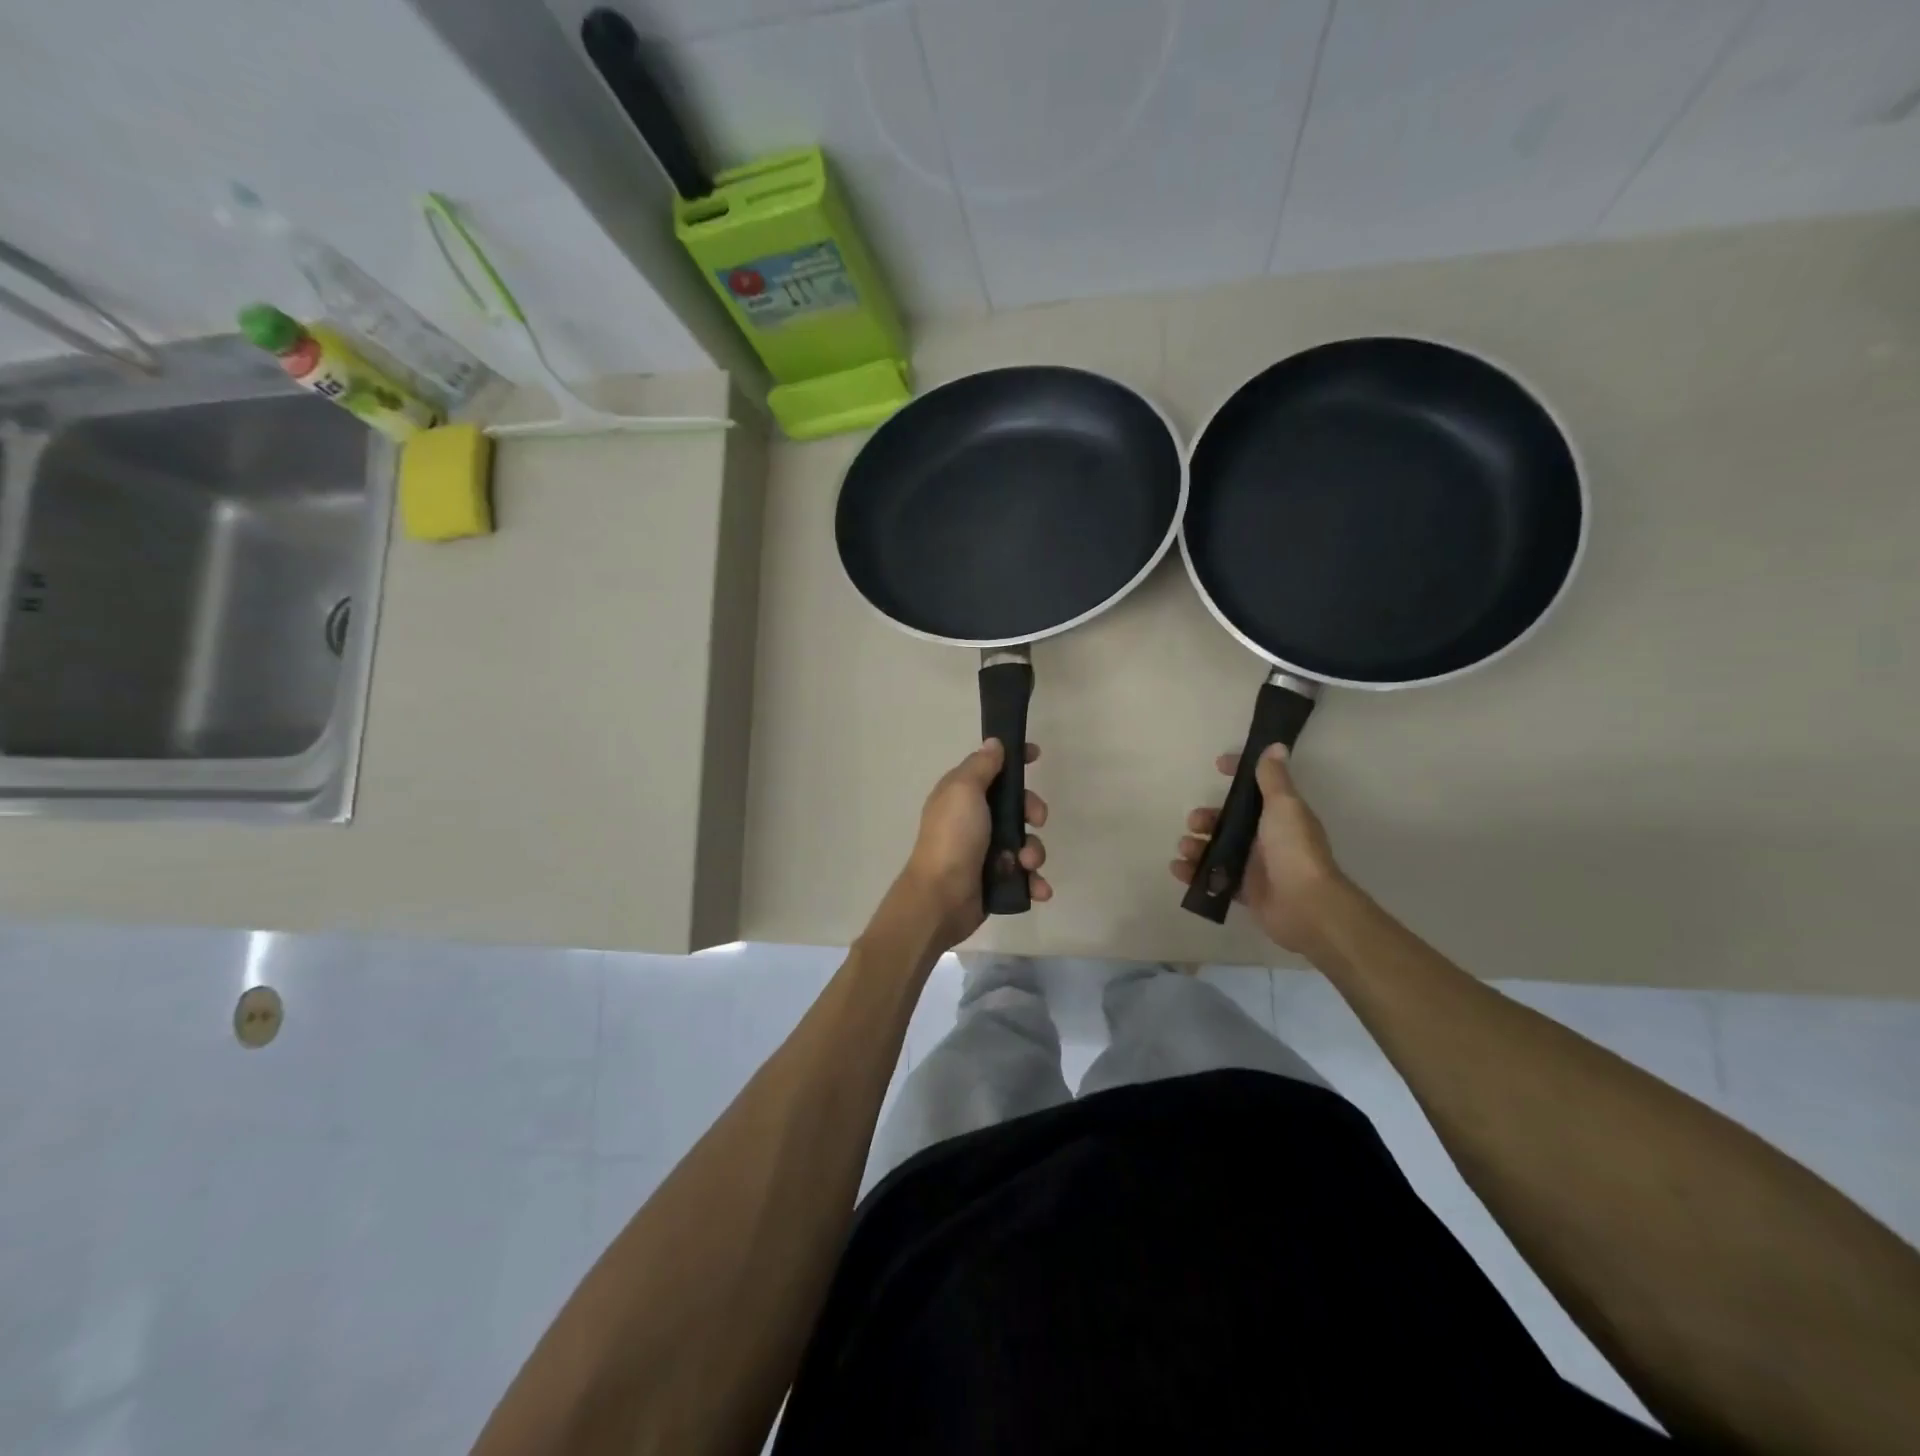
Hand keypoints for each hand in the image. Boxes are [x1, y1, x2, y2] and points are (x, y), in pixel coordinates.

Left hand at [891, 739, 1048, 953]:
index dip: (1015, 761)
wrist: (941, 898)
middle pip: (1016, 805)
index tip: (1036, 756)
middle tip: (1035, 821)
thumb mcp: (964, 790)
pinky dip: (1034, 881)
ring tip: (1026, 864)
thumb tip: (993, 743)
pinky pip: (1025, 875)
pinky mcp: (995, 880)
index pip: (992, 769)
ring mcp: (985, 852)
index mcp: (962, 795)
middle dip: (1032, 811)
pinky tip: (1037, 889)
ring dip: (1034, 852)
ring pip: (1025, 842)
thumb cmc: (953, 837)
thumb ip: (981, 766)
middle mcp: (973, 820)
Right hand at [1171, 743, 1345, 954]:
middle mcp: (1266, 837)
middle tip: (1195, 823)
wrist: (1305, 905)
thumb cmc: (1293, 849)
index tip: (1217, 766)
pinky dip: (1194, 874)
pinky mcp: (1244, 891)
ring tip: (1185, 849)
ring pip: (1218, 849)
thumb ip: (1273, 778)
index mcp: (1278, 814)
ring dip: (1197, 845)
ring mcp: (1254, 865)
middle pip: (1229, 821)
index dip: (1238, 774)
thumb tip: (1276, 745)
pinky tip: (1179, 869)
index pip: (1256, 787)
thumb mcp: (1283, 806)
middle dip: (1207, 818)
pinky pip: (1214, 878)